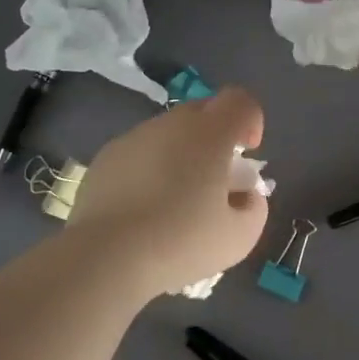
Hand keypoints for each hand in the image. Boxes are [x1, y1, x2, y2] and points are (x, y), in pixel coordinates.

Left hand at [67, 87, 270, 298]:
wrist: (107, 258)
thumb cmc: (181, 243)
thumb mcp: (239, 237)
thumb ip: (254, 208)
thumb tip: (245, 196)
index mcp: (209, 134)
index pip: (239, 101)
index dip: (251, 121)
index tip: (248, 153)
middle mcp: (170, 125)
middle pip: (202, 113)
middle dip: (216, 138)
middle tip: (215, 181)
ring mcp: (133, 138)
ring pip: (168, 134)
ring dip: (181, 155)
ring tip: (176, 201)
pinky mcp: (105, 159)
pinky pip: (139, 153)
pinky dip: (150, 170)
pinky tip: (144, 210)